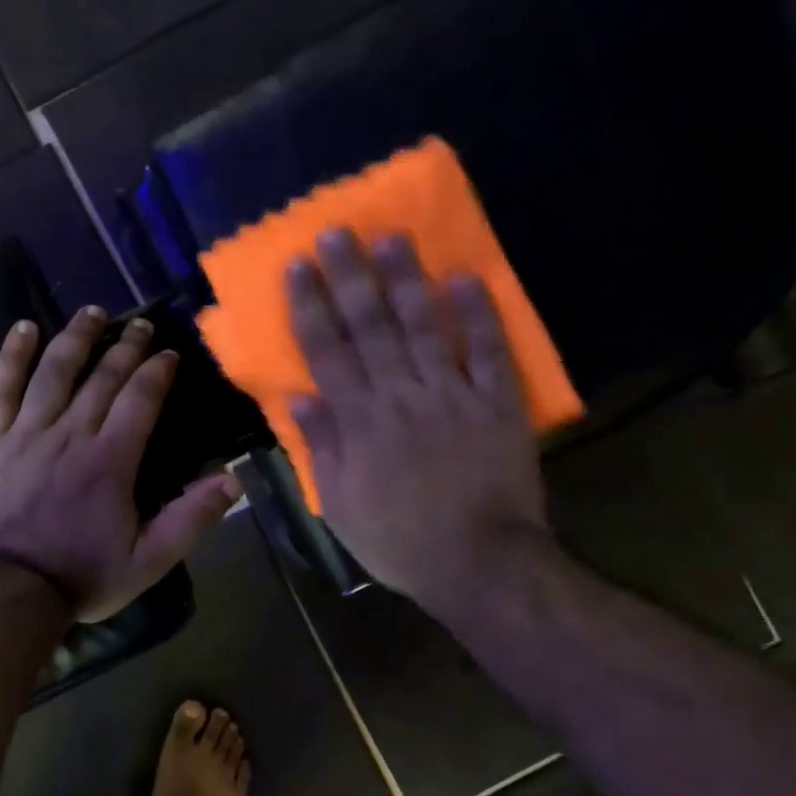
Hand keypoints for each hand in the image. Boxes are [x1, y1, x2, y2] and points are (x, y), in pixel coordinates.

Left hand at [0, 306, 242, 621]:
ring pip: (54, 372)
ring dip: (75, 338)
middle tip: (140, 324)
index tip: (168, 353)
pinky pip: (1, 388)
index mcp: (110, 460)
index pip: (140, 399)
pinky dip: (12, 356)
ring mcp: (27, 434)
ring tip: (91, 312)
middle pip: (102, 378)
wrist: (10, 592)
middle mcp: (71, 434)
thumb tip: (233, 480)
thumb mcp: (149, 560)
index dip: (156, 371)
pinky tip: (23, 329)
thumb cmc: (82, 576)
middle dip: (125, 346)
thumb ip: (190, 519)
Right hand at [285, 230, 558, 617]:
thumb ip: (323, 448)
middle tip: (338, 232)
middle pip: (371, 327)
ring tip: (393, 237)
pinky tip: (466, 277)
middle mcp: (401, 396)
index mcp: (360, 422)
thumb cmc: (399, 539)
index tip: (298, 266)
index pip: (328, 352)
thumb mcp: (340, 505)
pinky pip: (487, 352)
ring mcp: (452, 395)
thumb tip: (302, 397)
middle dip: (350, 277)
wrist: (480, 563)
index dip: (310, 306)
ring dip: (407, 280)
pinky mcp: (497, 403)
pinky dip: (478, 315)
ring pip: (424, 327)